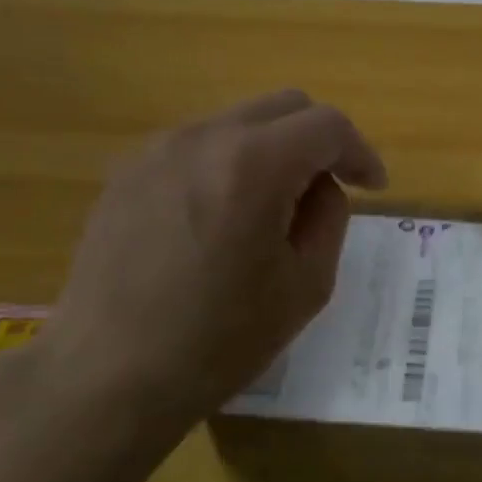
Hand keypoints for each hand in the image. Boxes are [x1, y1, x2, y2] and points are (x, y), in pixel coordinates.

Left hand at [30, 90, 385, 449]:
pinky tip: (223, 215)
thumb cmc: (219, 340)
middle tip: (330, 189)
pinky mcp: (126, 171)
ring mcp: (157, 149)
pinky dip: (229, 163)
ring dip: (273, 150)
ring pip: (239, 121)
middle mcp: (203, 137)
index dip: (360, 152)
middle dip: (320, 140)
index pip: (327, 125)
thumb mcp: (306, 285)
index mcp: (253, 165)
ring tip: (273, 207)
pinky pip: (198, 145)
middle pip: (284, 106)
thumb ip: (329, 217)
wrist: (108, 375)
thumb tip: (320, 186)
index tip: (373, 187)